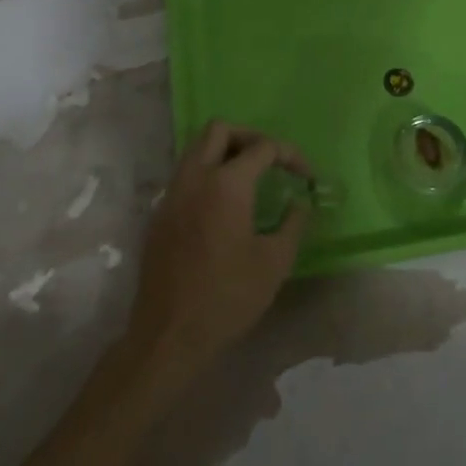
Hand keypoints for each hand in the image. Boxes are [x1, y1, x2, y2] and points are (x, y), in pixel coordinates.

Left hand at [126, 121, 308, 381]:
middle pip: (220, 130)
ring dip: (224, 152)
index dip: (290, 155)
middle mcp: (195, 177)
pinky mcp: (159, 214)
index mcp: (226, 184)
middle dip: (250, 136)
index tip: (306, 176)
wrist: (168, 335)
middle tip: (270, 161)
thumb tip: (300, 203)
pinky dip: (206, 174)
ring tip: (249, 178)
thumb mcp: (274, 263)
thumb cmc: (227, 298)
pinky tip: (222, 205)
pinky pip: (185, 175)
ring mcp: (172, 194)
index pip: (263, 147)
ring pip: (196, 148)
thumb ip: (293, 224)